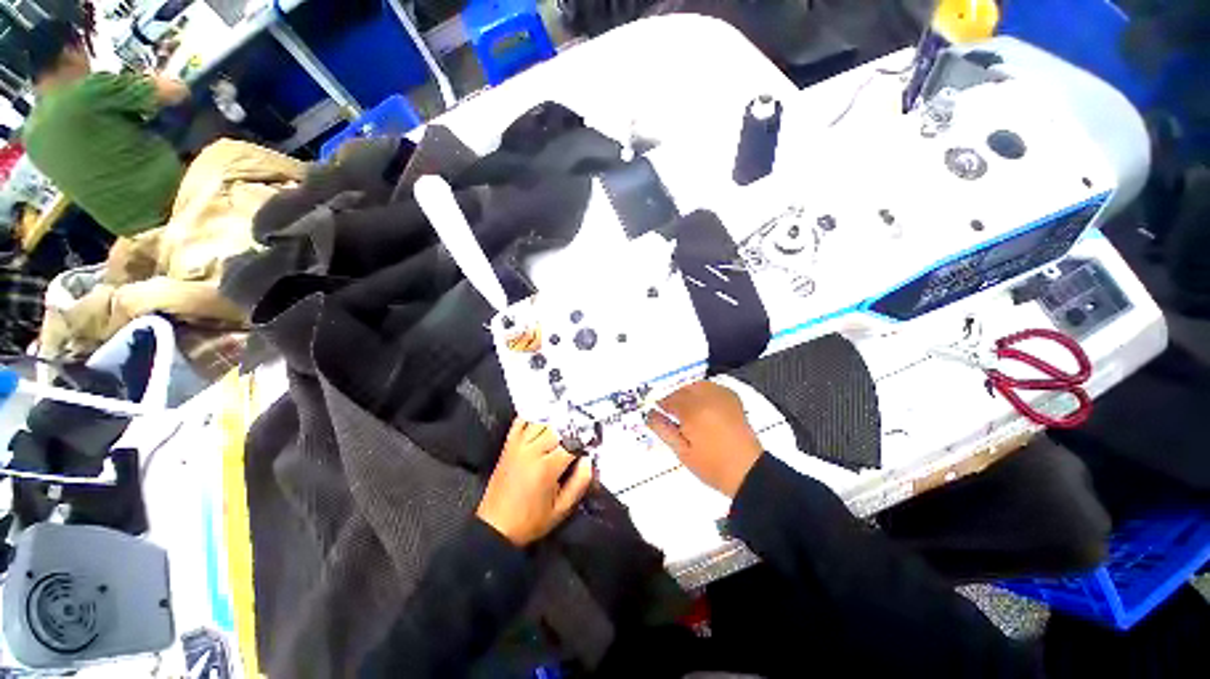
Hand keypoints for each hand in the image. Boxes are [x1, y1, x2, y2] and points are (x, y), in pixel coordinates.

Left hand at [477, 419, 593, 545]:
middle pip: (558, 428)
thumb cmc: (530, 521)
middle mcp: (532, 451)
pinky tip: (543, 421)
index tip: (591, 445)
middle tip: (579, 438)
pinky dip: (533, 417)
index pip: (572, 443)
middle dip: (571, 432)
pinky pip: (521, 421)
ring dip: (555, 423)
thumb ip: (579, 483)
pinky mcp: (508, 445)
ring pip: (541, 421)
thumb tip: (588, 460)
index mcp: (547, 467)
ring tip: (563, 430)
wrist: (495, 527)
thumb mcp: (561, 509)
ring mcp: (518, 445)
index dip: (585, 442)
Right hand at [645, 382, 763, 497]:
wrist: (748, 472)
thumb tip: (649, 414)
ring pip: (699, 385)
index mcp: (694, 412)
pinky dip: (705, 392)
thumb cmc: (711, 466)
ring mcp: (723, 397)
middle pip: (684, 389)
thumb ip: (664, 429)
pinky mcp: (734, 400)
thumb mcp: (682, 452)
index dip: (662, 405)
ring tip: (687, 410)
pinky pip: (714, 387)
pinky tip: (704, 405)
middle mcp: (708, 399)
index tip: (658, 411)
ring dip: (689, 393)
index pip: (671, 400)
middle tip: (672, 413)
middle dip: (675, 398)